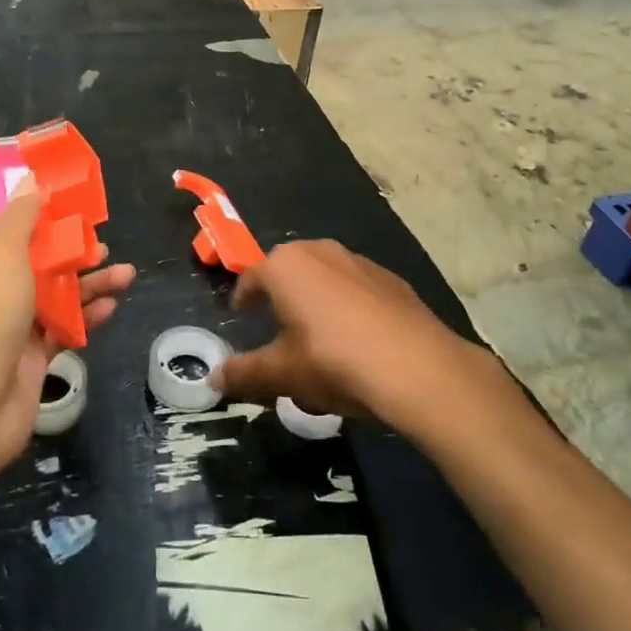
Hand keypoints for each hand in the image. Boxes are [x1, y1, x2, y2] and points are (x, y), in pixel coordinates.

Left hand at [0, 176, 133, 482]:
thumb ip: (19, 219)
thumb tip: (30, 182)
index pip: (4, 223)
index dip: (35, 207)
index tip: (69, 194)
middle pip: (37, 258)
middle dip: (70, 246)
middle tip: (102, 238)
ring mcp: (13, 326)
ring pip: (58, 293)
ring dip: (90, 281)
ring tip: (125, 273)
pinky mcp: (33, 357)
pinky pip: (66, 328)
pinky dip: (89, 316)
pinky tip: (114, 306)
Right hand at [210, 240, 472, 430]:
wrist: (417, 366)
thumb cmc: (333, 361)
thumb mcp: (282, 373)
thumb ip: (244, 372)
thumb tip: (213, 379)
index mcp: (285, 265)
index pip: (251, 278)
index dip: (243, 299)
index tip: (241, 315)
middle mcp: (320, 251)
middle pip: (289, 271)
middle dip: (280, 295)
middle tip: (276, 325)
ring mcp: (359, 261)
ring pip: (324, 277)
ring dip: (315, 299)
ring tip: (316, 335)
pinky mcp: (390, 279)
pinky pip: (356, 288)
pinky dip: (347, 306)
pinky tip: (356, 339)